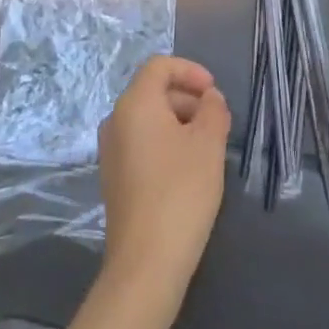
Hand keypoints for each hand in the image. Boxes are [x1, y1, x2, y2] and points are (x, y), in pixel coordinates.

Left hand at [99, 56, 229, 292]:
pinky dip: (165, 142)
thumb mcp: (208, 144)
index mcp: (134, 104)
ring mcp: (111, 150)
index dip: (190, 71)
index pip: (159, 66)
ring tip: (208, 146)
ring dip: (179, 121)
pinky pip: (141, 142)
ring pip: (148, 118)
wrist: (146, 261)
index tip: (214, 92)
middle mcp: (115, 120)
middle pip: (153, 91)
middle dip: (187, 98)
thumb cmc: (181, 191)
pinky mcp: (114, 177)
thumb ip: (213, 110)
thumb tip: (209, 98)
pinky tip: (188, 169)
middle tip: (217, 121)